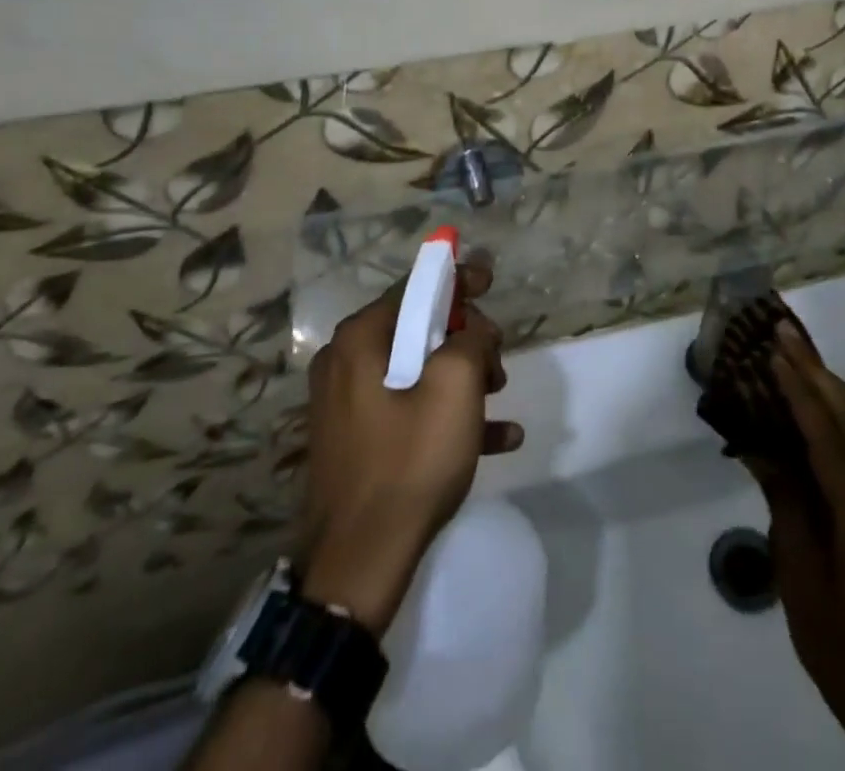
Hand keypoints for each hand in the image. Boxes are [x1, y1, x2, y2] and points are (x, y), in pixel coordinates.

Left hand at [298, 257, 522, 635]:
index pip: (416, 287)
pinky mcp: (358, 440)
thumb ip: (472, 338)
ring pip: (418, 370)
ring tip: (499, 399)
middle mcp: (346, 362)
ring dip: (463, 378)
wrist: (357, 565)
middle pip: (419, 329)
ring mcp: (348, 404)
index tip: (490, 280)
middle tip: (497, 366)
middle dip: (466, 340)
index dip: (458, 279)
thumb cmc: (409, 461)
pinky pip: (409, 410)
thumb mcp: (456, 386)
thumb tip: (473, 329)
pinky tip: (498, 437)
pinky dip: (448, 414)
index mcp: (361, 338)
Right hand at [752, 325, 844, 768]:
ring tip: (804, 360)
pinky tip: (840, 416)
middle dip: (817, 371)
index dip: (798, 389)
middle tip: (785, 332)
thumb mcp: (801, 584)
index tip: (773, 350)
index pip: (827, 435)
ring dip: (838, 388)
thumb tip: (760, 447)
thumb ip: (786, 507)